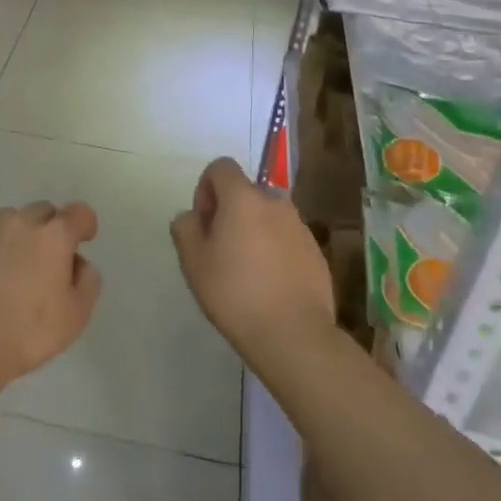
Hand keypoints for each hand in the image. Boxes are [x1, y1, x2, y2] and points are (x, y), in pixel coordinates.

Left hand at [0, 201, 101, 389]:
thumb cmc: (28, 332)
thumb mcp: (76, 315)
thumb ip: (87, 281)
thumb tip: (78, 263)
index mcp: (54, 236)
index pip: (79, 212)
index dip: (85, 223)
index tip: (85, 239)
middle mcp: (21, 223)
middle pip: (44, 211)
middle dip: (52, 228)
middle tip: (49, 260)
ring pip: (11, 219)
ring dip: (19, 234)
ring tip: (15, 266)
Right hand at [171, 158, 334, 365]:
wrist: (294, 334)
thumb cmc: (236, 293)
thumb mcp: (194, 262)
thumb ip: (185, 228)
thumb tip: (192, 217)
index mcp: (243, 197)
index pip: (221, 167)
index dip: (206, 189)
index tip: (205, 224)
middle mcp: (275, 202)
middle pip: (245, 192)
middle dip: (230, 212)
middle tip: (220, 251)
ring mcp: (299, 226)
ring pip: (267, 216)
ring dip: (253, 231)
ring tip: (246, 272)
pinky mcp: (315, 251)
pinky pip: (286, 238)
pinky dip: (275, 250)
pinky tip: (269, 285)